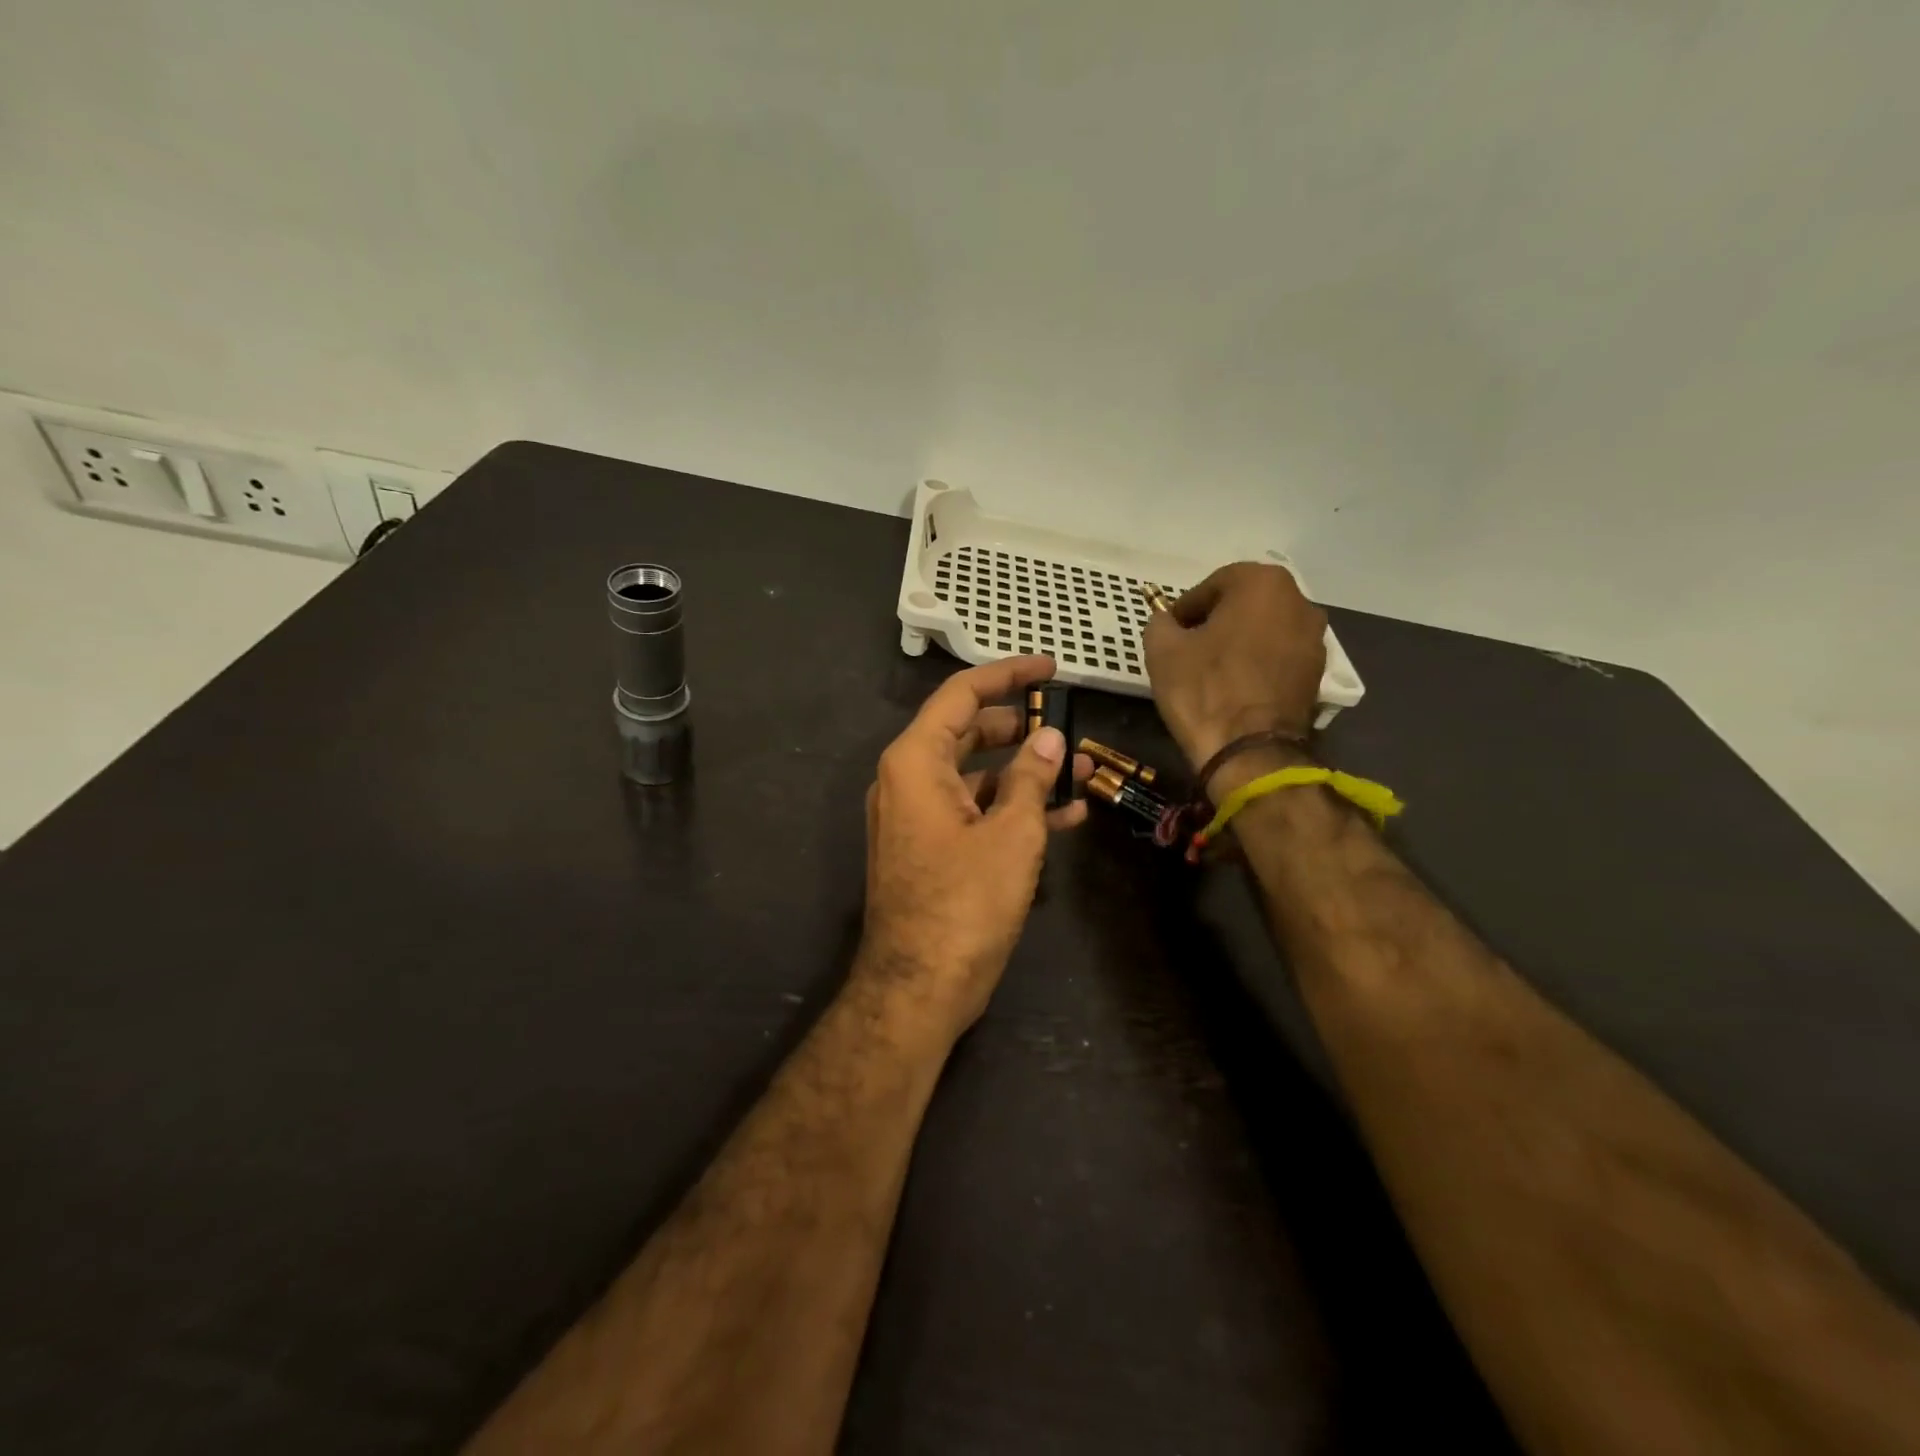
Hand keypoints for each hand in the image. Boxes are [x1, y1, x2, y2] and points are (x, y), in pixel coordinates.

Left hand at [856, 657, 1091, 1044]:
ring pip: (976, 775)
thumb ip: (1032, 778)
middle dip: (1019, 726)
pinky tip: (1064, 815)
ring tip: (1080, 770)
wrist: (919, 986)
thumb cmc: (964, 902)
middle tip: (1065, 721)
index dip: (1007, 674)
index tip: (1049, 667)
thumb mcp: (1011, 834)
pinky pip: (972, 811)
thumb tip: (1050, 737)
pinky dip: (1011, 808)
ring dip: (1024, 772)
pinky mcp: (930, 847)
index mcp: (916, 761)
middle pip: (967, 732)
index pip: (961, 695)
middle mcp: (908, 780)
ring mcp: (916, 816)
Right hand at [1142, 561, 1326, 776]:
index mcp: (1262, 583)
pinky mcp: (1318, 674)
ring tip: (1213, 669)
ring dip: (1240, 641)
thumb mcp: (1162, 650)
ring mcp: (1315, 639)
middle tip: (1189, 647)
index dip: (1186, 608)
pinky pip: (1279, 657)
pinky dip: (1258, 664)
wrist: (1249, 751)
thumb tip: (1168, 623)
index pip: (1213, 584)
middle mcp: (1299, 601)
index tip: (1170, 631)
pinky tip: (1236, 687)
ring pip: (1266, 630)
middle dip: (1217, 620)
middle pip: (1245, 603)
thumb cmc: (1203, 689)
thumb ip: (1161, 623)